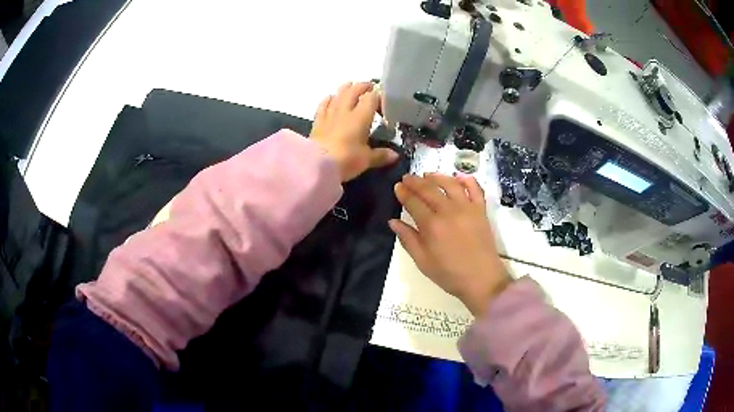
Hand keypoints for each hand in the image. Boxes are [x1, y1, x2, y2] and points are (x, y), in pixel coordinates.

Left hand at [309, 82, 398, 181]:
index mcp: (360, 117)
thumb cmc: (346, 159)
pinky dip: (328, 99)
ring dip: (346, 88)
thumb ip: (381, 155)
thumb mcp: (367, 159)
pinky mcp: (318, 122)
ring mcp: (330, 114)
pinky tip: (330, 97)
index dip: (378, 96)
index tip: (384, 101)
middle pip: (354, 91)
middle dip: (363, 87)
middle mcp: (345, 111)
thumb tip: (395, 155)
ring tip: (351, 85)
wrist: (317, 165)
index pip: (371, 98)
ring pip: (338, 94)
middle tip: (370, 87)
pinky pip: (323, 105)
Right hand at [388, 173, 511, 315]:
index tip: (397, 186)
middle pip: (429, 189)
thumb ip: (408, 239)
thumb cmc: (450, 274)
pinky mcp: (481, 210)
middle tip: (407, 177)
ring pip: (450, 184)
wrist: (482, 280)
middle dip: (415, 181)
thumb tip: (393, 222)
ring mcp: (467, 208)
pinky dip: (467, 180)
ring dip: (437, 176)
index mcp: (432, 226)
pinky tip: (458, 177)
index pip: (414, 202)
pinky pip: (475, 188)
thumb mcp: (423, 262)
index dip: (404, 193)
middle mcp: (448, 211)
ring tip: (427, 174)